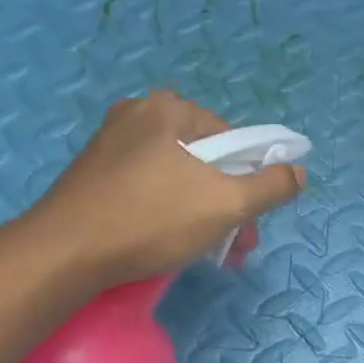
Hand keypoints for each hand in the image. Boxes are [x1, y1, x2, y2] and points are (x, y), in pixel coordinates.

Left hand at [14, 91, 305, 295]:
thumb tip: (298, 172)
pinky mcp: (92, 175)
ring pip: (176, 178)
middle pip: (204, 160)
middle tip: (230, 245)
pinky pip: (146, 188)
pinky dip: (165, 212)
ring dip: (199, 212)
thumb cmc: (152, 220)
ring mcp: (109, 144)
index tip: (248, 221)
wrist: (64, 254)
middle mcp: (137, 115)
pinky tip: (163, 242)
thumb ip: (271, 186)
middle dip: (225, 203)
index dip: (249, 182)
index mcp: (168, 108)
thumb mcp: (226, 204)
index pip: (232, 141)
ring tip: (200, 250)